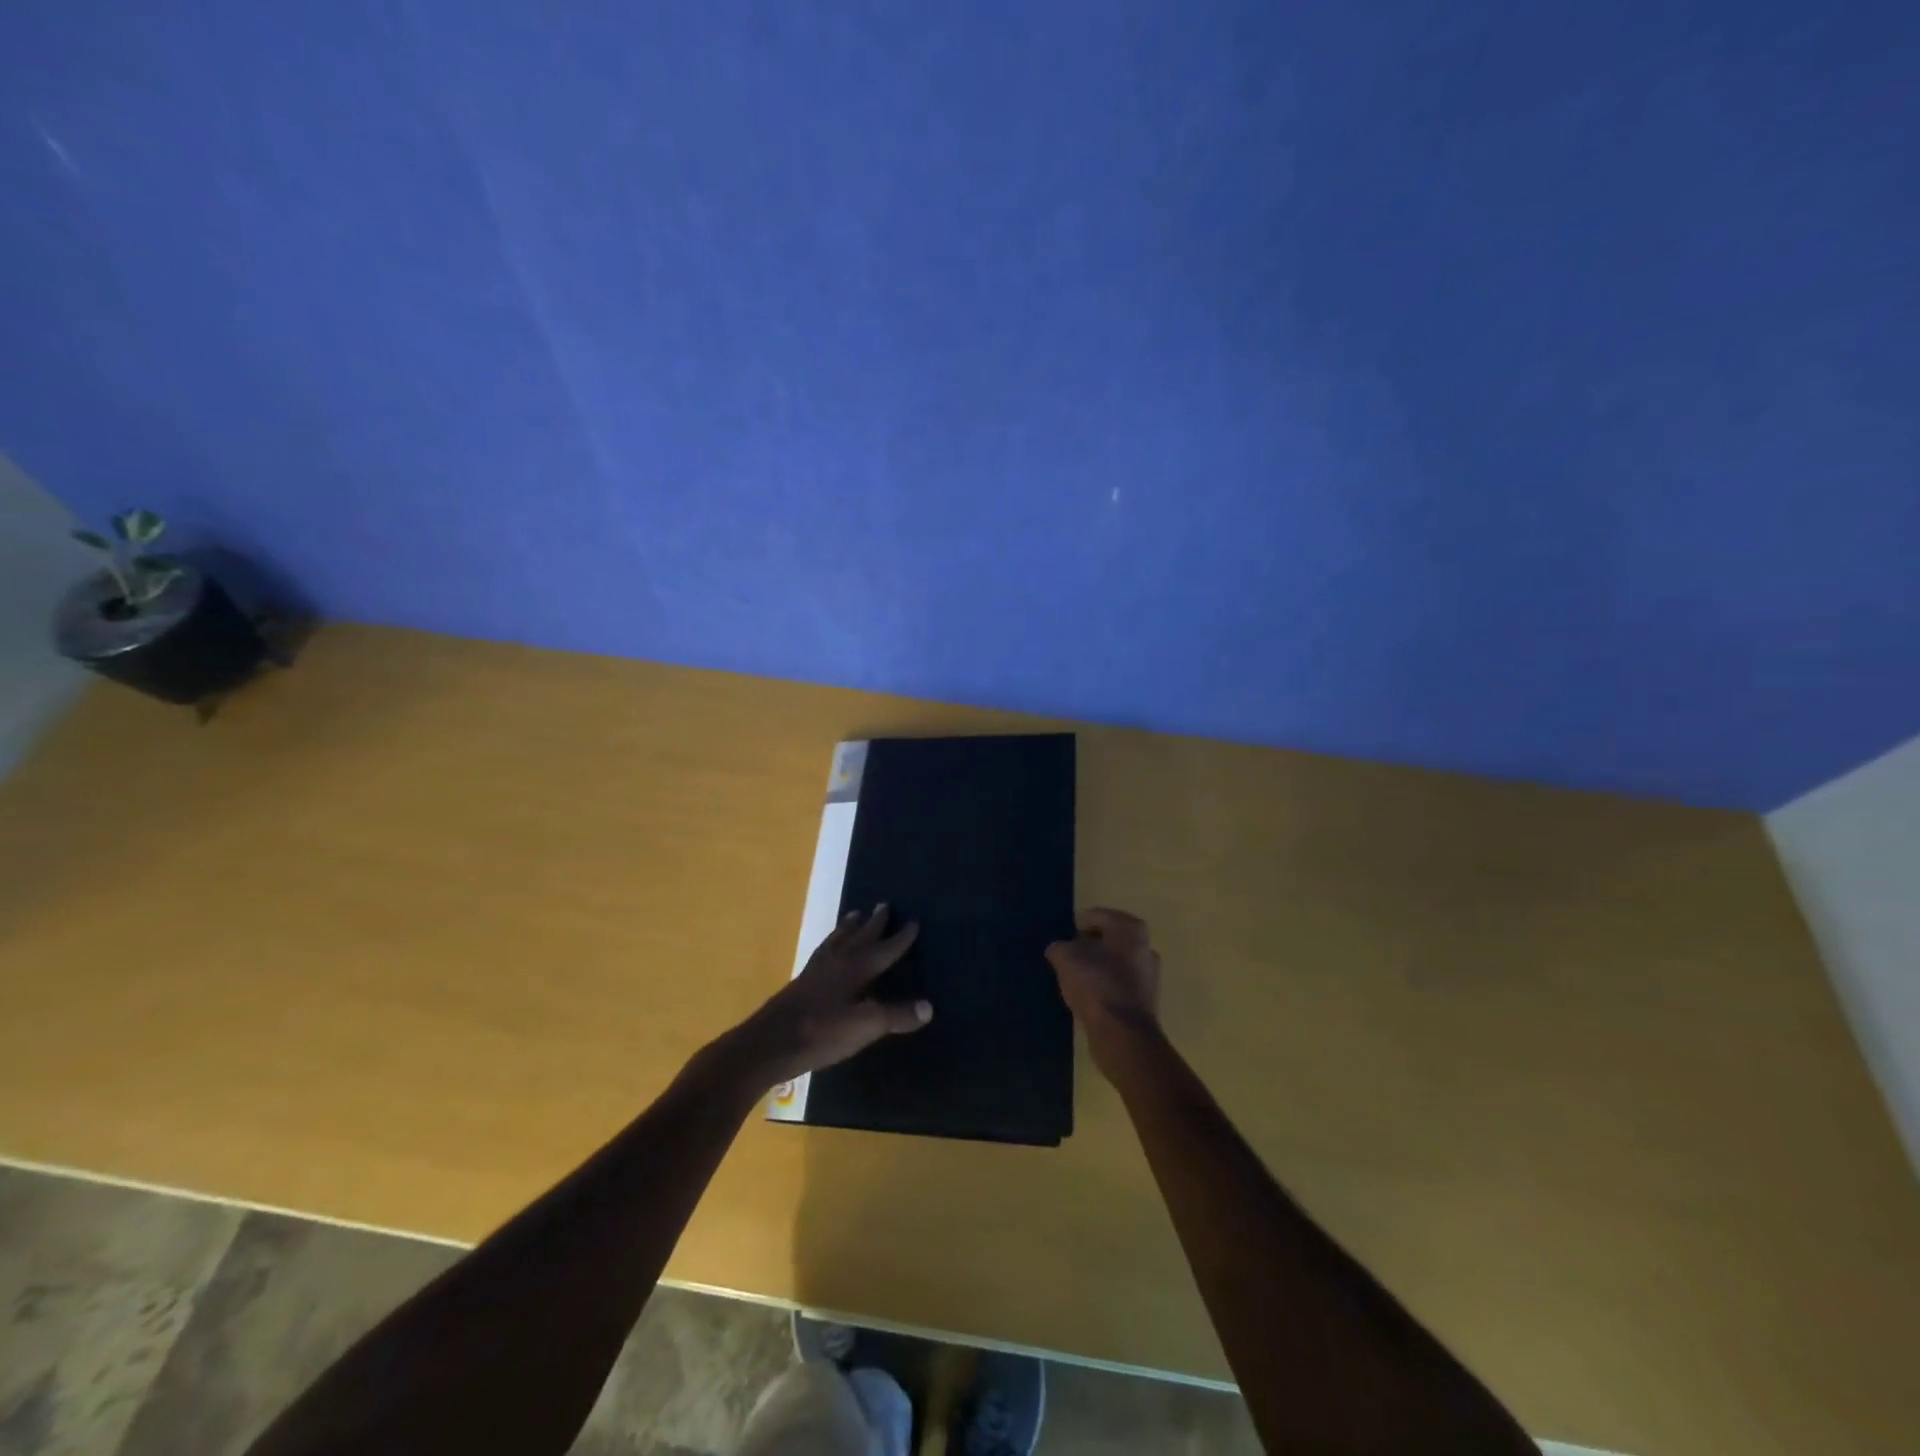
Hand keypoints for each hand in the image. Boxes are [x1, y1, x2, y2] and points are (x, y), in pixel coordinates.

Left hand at [726, 905, 931, 1087]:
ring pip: (837, 940)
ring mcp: (816, 970)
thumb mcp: (865, 1026)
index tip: (913, 921)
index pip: (885, 949)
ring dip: (849, 927)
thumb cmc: (821, 1032)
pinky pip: (822, 951)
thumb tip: (929, 1006)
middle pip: (860, 936)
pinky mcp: (801, 982)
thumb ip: (896, 1016)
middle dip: (874, 922)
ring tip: (855, 915)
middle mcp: (837, 961)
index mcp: (856, 968)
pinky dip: (830, 943)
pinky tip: (828, 950)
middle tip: (884, 904)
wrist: (770, 1043)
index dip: (900, 938)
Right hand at [1045, 907, 1162, 1075]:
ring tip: (1074, 978)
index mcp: (1130, 928)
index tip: (1062, 939)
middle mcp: (1145, 947)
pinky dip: (1104, 987)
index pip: (1097, 916)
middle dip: (1088, 946)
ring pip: (1115, 963)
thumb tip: (1059, 950)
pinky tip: (1087, 997)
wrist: (1123, 1034)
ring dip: (1096, 968)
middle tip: (1067, 957)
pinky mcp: (1146, 1001)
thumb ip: (1059, 947)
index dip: (1076, 925)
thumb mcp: (1065, 958)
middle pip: (1109, 939)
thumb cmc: (1096, 984)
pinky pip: (1119, 985)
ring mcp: (1149, 975)